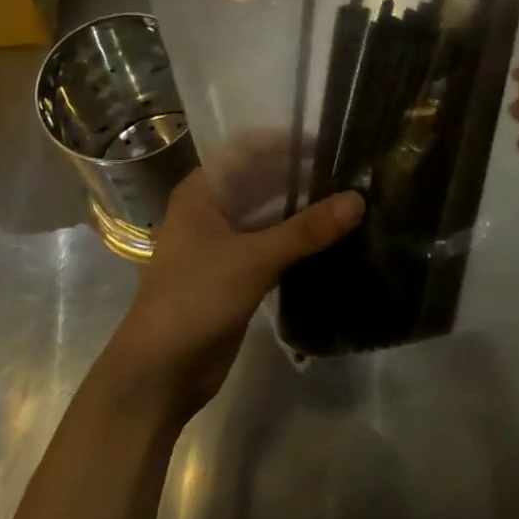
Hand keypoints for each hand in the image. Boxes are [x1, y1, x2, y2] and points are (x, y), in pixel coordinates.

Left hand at [102, 169, 363, 421]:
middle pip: (262, 181)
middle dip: (302, 178)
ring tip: (350, 201)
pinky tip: (333, 238)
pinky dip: (299, 240)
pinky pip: (273, 245)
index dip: (287, 143)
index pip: (249, 150)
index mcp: (202, 192)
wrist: (159, 374)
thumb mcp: (253, 259)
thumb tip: (359, 200)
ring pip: (270, 214)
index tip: (330, 143)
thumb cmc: (194, 300)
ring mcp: (223, 242)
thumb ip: (306, 230)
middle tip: (351, 173)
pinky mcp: (237, 273)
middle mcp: (211, 209)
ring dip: (303, 210)